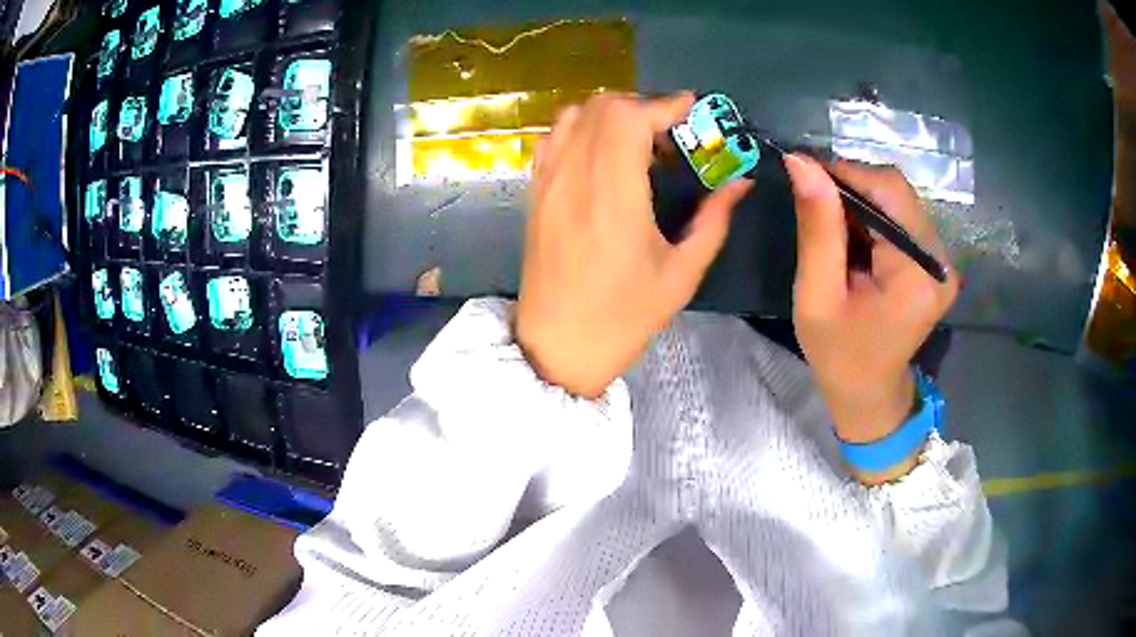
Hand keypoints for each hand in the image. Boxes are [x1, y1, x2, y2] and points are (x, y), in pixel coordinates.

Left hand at [516, 93, 752, 397]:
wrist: (556, 348)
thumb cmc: (623, 319)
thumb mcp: (681, 275)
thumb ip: (714, 220)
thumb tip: (740, 182)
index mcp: (614, 199)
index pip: (630, 119)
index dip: (665, 104)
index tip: (692, 110)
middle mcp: (574, 179)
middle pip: (602, 107)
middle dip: (642, 106)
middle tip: (670, 134)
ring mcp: (547, 183)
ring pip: (573, 115)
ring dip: (610, 114)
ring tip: (637, 142)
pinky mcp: (534, 193)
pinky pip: (552, 138)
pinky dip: (580, 129)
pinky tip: (602, 155)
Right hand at [784, 156, 958, 478]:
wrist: (869, 393)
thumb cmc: (839, 355)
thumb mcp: (817, 296)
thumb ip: (817, 229)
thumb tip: (801, 162)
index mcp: (918, 273)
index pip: (887, 192)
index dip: (844, 172)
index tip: (802, 171)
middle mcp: (940, 259)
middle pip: (897, 191)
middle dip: (852, 184)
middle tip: (813, 197)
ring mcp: (941, 260)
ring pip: (899, 199)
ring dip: (861, 198)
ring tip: (830, 219)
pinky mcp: (934, 261)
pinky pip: (902, 217)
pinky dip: (873, 214)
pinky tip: (853, 233)